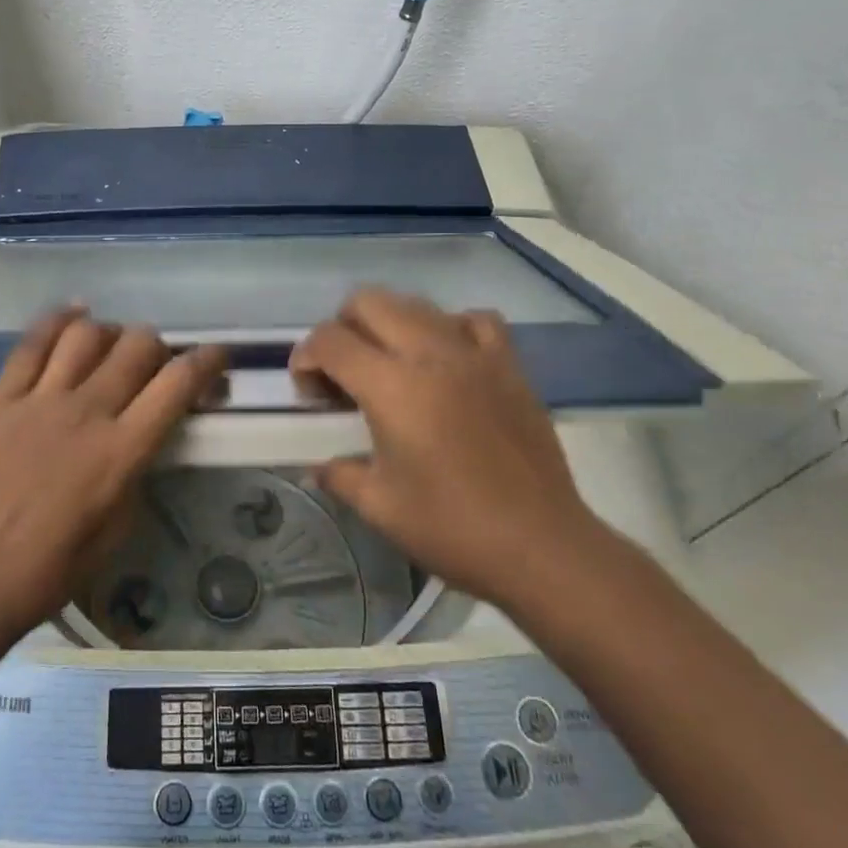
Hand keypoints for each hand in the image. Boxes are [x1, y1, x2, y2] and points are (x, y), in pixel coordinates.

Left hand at [0, 310, 226, 640]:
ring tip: (112, 347)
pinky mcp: (2, 398)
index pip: (178, 384)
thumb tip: (142, 436)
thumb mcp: (117, 528)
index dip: (207, 361)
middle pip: (137, 346)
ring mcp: (41, 400)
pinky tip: (75, 315)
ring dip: (111, 333)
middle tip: (154, 365)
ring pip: (88, 335)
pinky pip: (32, 343)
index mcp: (122, 450)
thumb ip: (136, 472)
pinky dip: (58, 321)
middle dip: (158, 346)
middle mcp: (87, 412)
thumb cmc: (51, 568)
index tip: (217, 357)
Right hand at [290, 288, 599, 602]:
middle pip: (369, 302)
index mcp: (392, 387)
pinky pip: (474, 320)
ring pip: (418, 304)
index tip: (308, 389)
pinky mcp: (509, 366)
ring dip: (390, 323)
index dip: (305, 356)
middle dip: (342, 327)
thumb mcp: (379, 507)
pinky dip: (450, 327)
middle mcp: (430, 354)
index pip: (330, 341)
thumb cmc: (452, 527)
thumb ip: (339, 474)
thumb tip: (318, 466)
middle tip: (342, 371)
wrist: (541, 546)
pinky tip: (446, 357)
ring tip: (389, 364)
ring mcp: (474, 354)